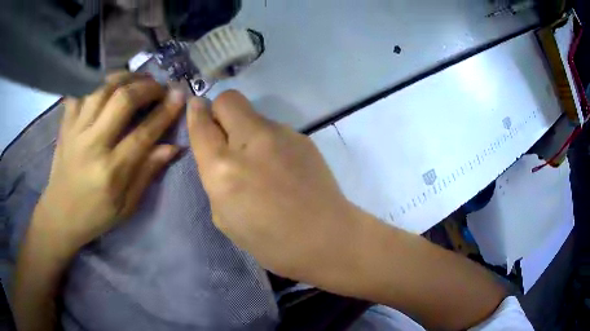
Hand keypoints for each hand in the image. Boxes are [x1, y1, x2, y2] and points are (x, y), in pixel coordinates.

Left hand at [36, 72, 184, 254]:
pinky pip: (82, 94)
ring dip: (125, 78)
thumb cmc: (95, 215)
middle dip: (147, 87)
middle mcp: (92, 145)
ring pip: (103, 89)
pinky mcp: (65, 125)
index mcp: (110, 171)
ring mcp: (75, 131)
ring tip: (138, 81)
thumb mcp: (126, 206)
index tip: (179, 96)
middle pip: (122, 100)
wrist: (59, 215)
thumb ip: (147, 173)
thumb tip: (173, 147)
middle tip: (159, 87)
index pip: (143, 133)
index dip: (165, 112)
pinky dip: (98, 87)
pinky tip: (108, 90)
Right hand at [187, 91, 363, 282]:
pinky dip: (268, 142)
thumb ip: (216, 180)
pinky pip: (274, 130)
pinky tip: (281, 167)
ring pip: (253, 115)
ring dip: (246, 131)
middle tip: (226, 137)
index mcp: (224, 168)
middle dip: (220, 112)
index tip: (195, 107)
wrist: (327, 238)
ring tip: (261, 163)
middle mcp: (251, 141)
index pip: (202, 124)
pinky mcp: (303, 137)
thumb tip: (219, 154)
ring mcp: (282, 134)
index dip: (195, 113)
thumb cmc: (271, 242)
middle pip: (228, 99)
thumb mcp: (225, 218)